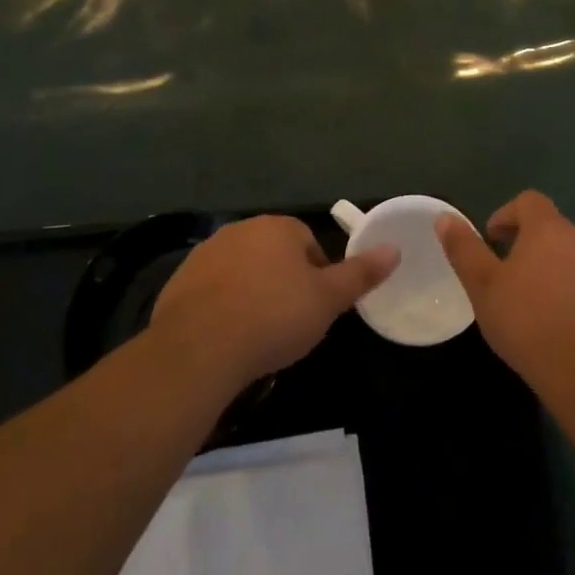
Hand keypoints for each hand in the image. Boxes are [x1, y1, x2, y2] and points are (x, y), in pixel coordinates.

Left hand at [150, 214, 398, 389]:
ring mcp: (206, 252)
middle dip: (283, 282)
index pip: (308, 243)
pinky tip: (226, 337)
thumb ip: (360, 274)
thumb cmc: (274, 317)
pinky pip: (212, 290)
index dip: (317, 276)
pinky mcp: (180, 279)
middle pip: (274, 254)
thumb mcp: (327, 300)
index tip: (315, 308)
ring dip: (251, 292)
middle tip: (289, 323)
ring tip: (256, 333)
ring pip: (242, 271)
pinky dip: (221, 306)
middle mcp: (241, 229)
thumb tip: (394, 249)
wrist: (200, 347)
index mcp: (278, 227)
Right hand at [437, 191, 574, 406]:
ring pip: (573, 258)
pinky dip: (573, 295)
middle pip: (552, 229)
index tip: (492, 241)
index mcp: (549, 230)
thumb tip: (445, 218)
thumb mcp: (484, 288)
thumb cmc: (531, 324)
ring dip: (551, 270)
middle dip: (527, 245)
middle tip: (505, 277)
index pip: (528, 201)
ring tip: (532, 306)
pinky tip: (561, 328)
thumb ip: (465, 250)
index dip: (506, 214)